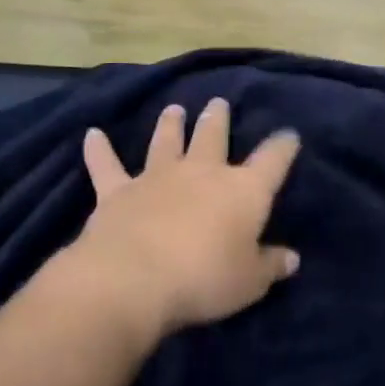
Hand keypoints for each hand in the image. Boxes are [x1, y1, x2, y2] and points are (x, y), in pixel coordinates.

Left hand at [59, 98, 301, 339]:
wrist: (133, 279)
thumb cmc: (205, 279)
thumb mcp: (250, 281)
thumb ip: (271, 266)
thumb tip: (292, 259)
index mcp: (244, 191)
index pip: (272, 161)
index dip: (283, 147)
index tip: (290, 135)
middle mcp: (203, 173)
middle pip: (213, 137)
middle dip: (218, 119)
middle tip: (218, 103)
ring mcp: (157, 178)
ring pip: (166, 142)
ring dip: (170, 125)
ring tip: (174, 109)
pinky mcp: (117, 191)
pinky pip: (106, 165)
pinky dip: (98, 150)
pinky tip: (92, 135)